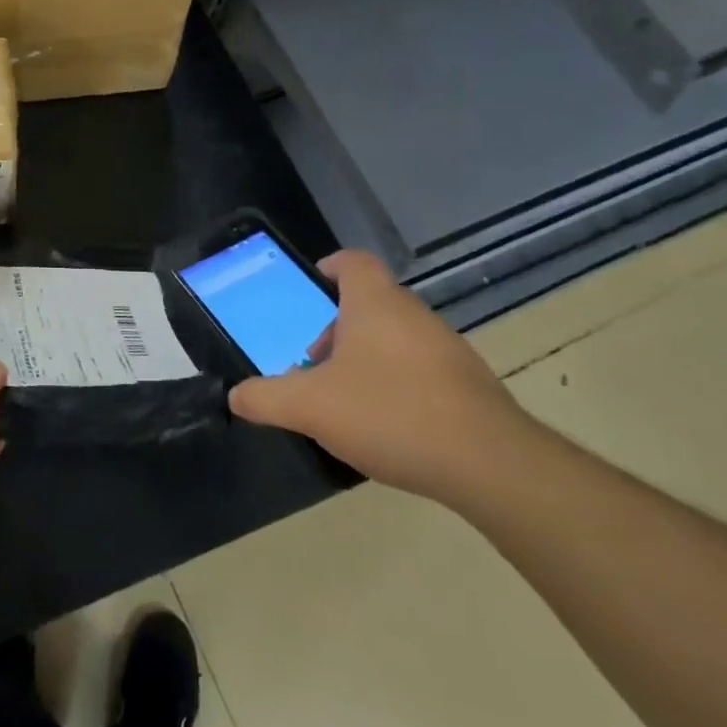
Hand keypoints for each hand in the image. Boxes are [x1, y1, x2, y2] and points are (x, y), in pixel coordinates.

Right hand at [227, 250, 529, 505]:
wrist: (490, 465)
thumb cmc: (390, 413)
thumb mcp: (310, 407)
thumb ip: (266, 398)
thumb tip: (236, 396)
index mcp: (375, 303)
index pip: (352, 261)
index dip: (328, 268)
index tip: (309, 291)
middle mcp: (413, 314)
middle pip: (369, 303)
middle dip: (337, 328)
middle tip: (314, 361)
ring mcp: (447, 348)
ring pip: (396, 337)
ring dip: (366, 357)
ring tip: (346, 399)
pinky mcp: (470, 385)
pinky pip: (421, 369)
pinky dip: (398, 384)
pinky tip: (387, 425)